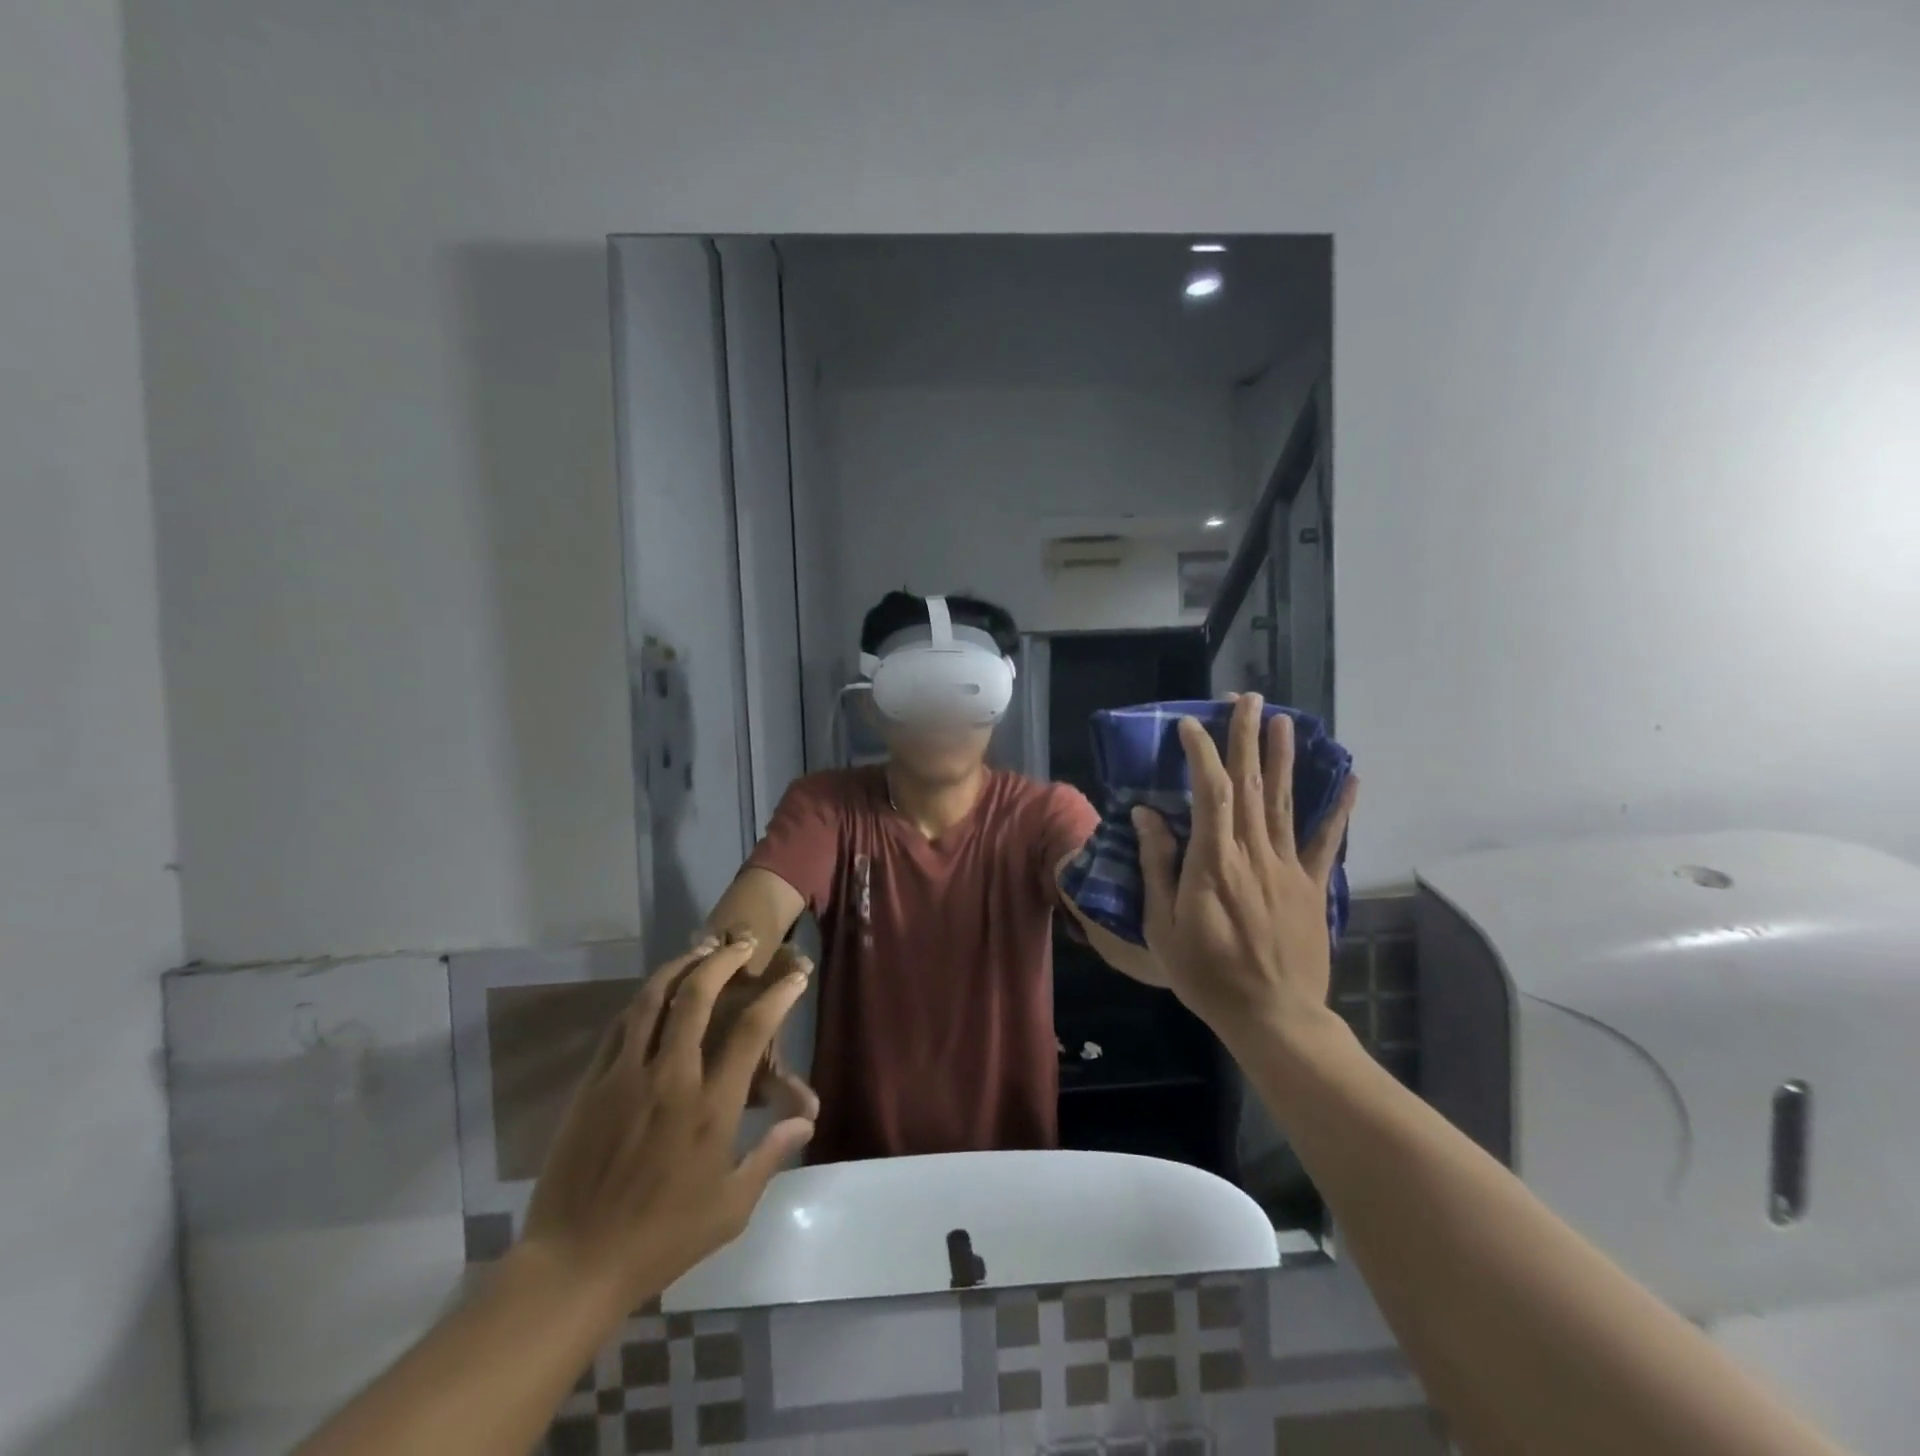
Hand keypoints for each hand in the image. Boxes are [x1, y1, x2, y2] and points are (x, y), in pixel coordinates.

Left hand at [519, 940, 815, 1312]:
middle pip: (698, 996)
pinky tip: (656, 991)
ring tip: (700, 948)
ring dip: (681, 965)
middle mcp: (670, 1077)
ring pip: (653, 999)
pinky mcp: (592, 1084)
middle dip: (724, 959)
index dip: (779, 995)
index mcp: (711, 1107)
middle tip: (742, 943)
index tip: (794, 977)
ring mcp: (625, 1076)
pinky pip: (621, 1025)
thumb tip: (806, 1117)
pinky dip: (644, 999)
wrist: (574, 1265)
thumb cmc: (662, 1238)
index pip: (752, 1030)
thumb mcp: (731, 1207)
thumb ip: (771, 1154)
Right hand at [1133, 693, 1357, 1047]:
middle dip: (1246, 737)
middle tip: (1247, 698)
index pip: (1211, 792)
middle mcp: (1254, 853)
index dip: (1201, 753)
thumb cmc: (1207, 974)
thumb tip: (1146, 815)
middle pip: (1251, 784)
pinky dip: (1339, 808)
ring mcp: (1288, 867)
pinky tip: (1350, 779)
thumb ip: (1157, 866)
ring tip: (1284, 719)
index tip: (1189, 725)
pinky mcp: (1312, 886)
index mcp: (1214, 862)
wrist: (1273, 1016)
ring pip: (1286, 801)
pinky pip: (1327, 841)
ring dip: (1283, 757)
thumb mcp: (1163, 926)